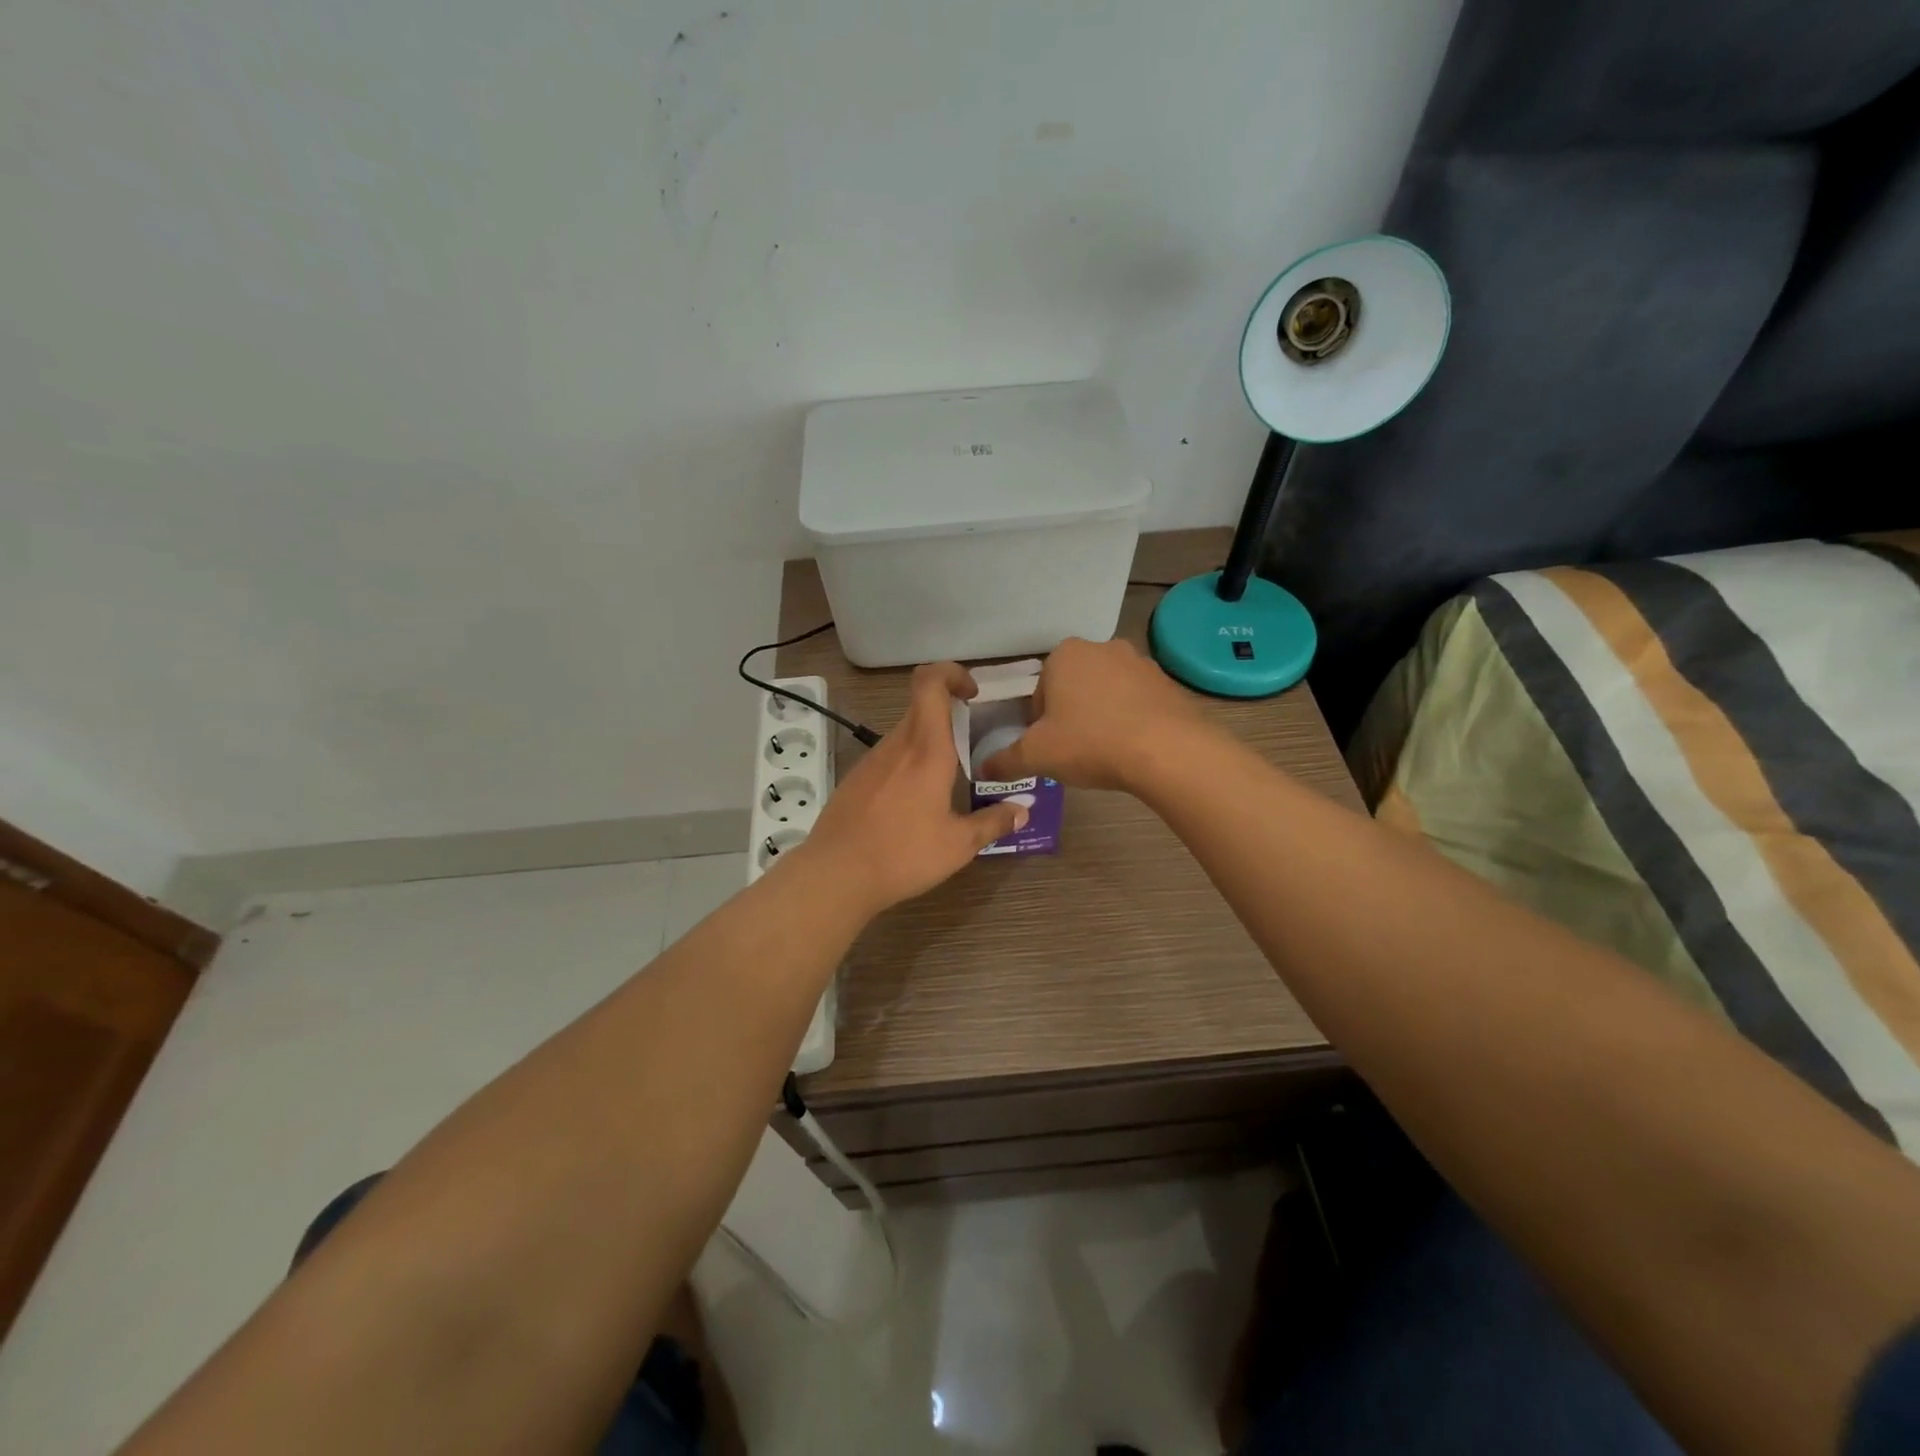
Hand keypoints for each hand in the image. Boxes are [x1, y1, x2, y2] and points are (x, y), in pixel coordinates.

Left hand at [797, 662, 1027, 914]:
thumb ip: (994, 822)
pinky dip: (907, 765)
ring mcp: (871, 761)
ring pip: (905, 734)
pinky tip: (914, 803)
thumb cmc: (903, 854)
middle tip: (972, 742)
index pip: (930, 682)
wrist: (835, 875)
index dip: (951, 673)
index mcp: (927, 749)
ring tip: (949, 779)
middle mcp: (897, 745)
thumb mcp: (959, 845)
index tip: (972, 694)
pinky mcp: (855, 779)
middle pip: (921, 707)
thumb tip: (1023, 810)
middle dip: (949, 714)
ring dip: (929, 743)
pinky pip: (888, 758)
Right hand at [979, 636, 1208, 791]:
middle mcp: (1102, 647)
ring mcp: (1140, 662)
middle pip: (1073, 687)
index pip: (1039, 689)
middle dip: (1071, 716)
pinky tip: (1133, 749)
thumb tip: (982, 769)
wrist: (1167, 751)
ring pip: (1106, 693)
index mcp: (1064, 654)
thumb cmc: (1091, 743)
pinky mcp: (1168, 682)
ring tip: (1106, 753)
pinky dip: (1131, 721)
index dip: (1039, 722)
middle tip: (1075, 751)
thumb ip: (1004, 761)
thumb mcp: (1036, 756)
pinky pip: (1138, 702)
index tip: (1049, 746)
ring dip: (1101, 717)